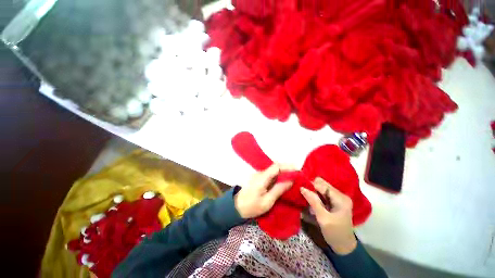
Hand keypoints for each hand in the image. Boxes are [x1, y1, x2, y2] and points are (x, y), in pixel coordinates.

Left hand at [234, 164, 293, 218]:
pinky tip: (283, 181)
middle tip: (297, 175)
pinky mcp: (258, 178)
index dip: (287, 166)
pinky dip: (278, 176)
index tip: (298, 170)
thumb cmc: (252, 206)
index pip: (276, 166)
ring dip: (283, 172)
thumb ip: (279, 189)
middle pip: (275, 167)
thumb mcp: (267, 201)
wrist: (236, 207)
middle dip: (287, 169)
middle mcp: (260, 173)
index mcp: (262, 177)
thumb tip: (290, 181)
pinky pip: (270, 174)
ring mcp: (258, 175)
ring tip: (293, 178)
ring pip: (273, 170)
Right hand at [300, 177, 356, 254]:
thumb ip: (313, 202)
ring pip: (321, 187)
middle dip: (311, 187)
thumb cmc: (335, 233)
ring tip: (306, 199)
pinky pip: (322, 193)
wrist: (344, 246)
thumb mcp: (323, 218)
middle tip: (303, 195)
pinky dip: (315, 195)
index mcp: (341, 198)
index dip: (310, 185)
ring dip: (312, 191)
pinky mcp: (334, 200)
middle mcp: (340, 194)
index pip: (322, 184)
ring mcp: (338, 197)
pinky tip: (312, 201)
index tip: (300, 189)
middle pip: (322, 184)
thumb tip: (302, 188)